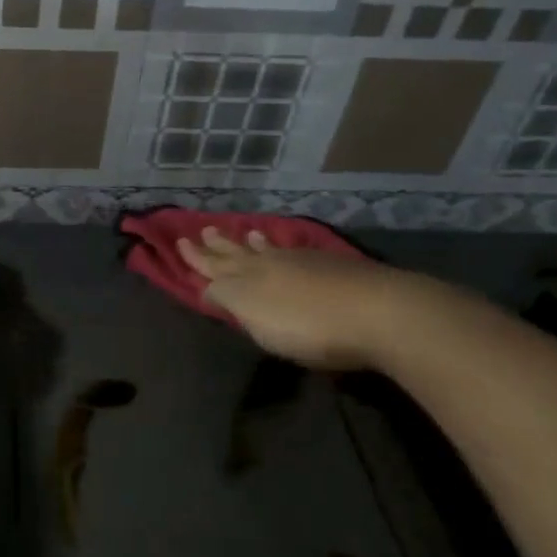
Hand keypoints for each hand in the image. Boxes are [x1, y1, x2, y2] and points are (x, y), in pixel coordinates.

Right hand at [176, 227, 415, 371]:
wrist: (378, 311)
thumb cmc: (308, 325)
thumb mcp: (256, 318)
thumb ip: (229, 300)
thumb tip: (206, 287)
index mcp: (248, 279)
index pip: (215, 267)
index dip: (196, 259)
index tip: (179, 244)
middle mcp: (271, 263)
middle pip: (239, 253)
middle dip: (219, 246)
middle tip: (204, 231)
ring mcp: (305, 262)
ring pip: (269, 249)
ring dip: (252, 243)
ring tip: (245, 233)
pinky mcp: (334, 267)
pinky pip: (295, 251)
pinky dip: (283, 248)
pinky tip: (288, 249)